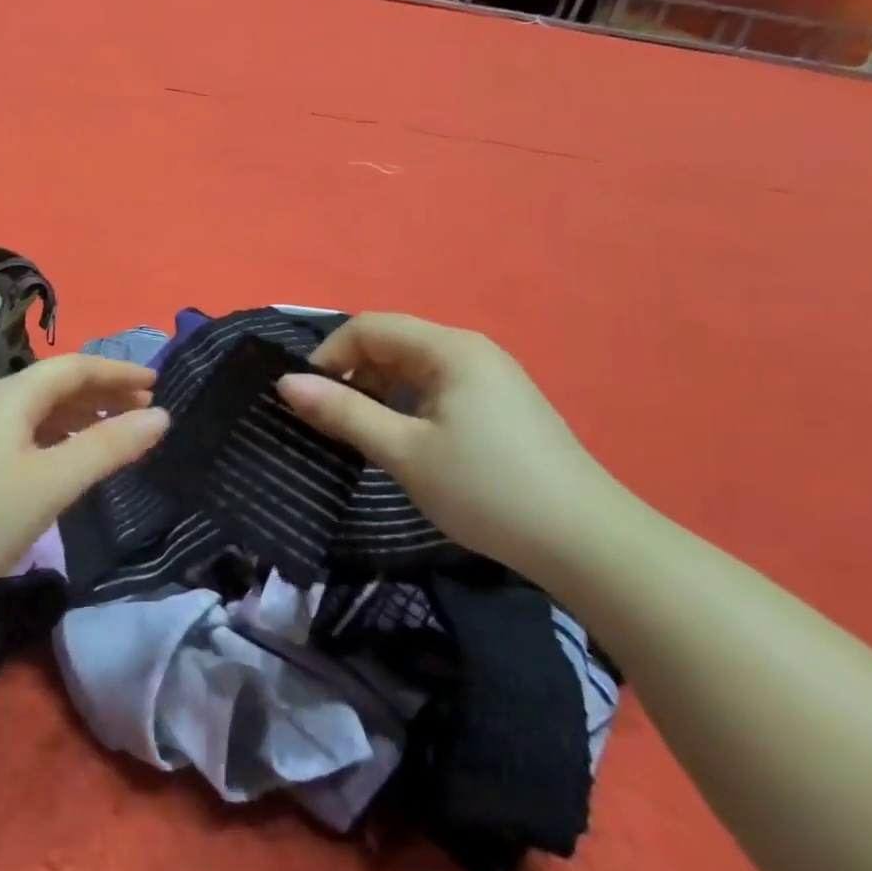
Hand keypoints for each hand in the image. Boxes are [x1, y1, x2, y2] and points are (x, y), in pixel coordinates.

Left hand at [0, 355, 169, 605]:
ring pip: (39, 409)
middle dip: (103, 392)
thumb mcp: (53, 482)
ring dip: (80, 414)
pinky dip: (57, 435)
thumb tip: (160, 417)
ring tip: (117, 431)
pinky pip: (24, 431)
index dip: (118, 372)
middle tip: (145, 410)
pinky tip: (68, 457)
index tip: (157, 384)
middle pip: (56, 384)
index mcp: (11, 395)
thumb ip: (108, 447)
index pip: (74, 367)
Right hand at [276, 313, 633, 572]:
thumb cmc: (486, 490)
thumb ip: (343, 412)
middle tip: (331, 423)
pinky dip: (407, 404)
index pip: (369, 328)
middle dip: (352, 374)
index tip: (306, 400)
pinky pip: (438, 387)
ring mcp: (491, 377)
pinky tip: (407, 442)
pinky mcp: (502, 405)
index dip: (329, 356)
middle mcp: (471, 350)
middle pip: (392, 343)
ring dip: (378, 392)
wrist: (586, 542)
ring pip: (414, 367)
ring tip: (364, 436)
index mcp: (449, 349)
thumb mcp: (403, 451)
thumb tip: (285, 384)